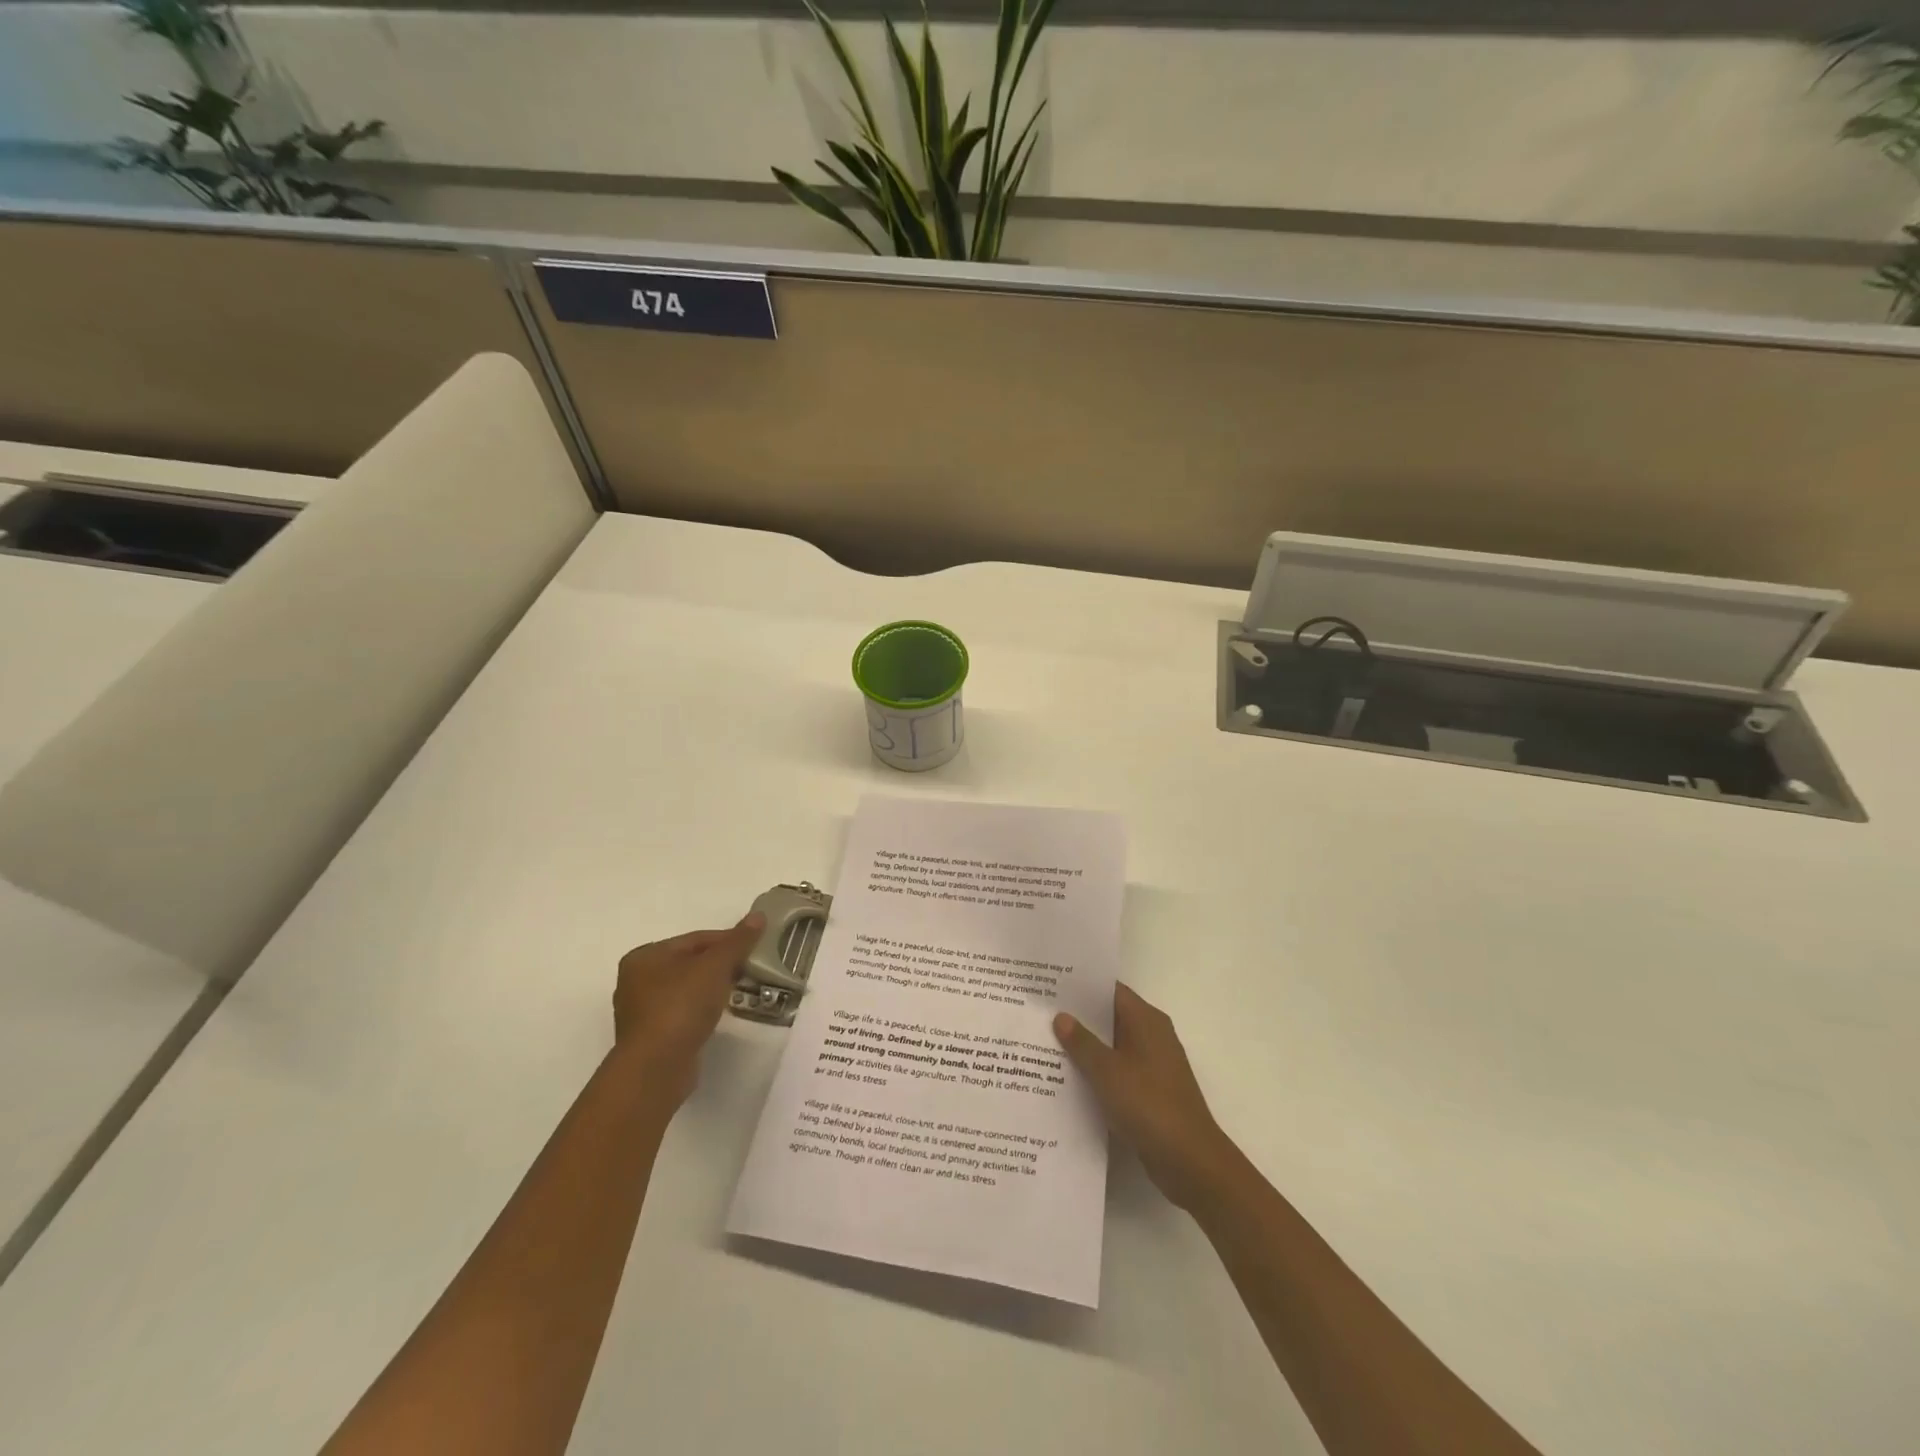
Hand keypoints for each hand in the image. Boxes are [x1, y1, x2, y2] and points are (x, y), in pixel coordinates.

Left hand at [612, 912, 764, 1103]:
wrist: (657, 1067)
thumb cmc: (681, 1006)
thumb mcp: (715, 966)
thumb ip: (737, 941)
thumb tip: (758, 916)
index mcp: (645, 956)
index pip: (695, 939)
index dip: (728, 941)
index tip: (753, 948)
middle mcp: (636, 981)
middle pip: (690, 963)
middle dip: (720, 965)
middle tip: (749, 969)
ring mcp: (641, 1012)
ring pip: (686, 989)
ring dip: (712, 989)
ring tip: (739, 992)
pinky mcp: (651, 1037)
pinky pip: (682, 1013)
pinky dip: (701, 1010)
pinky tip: (718, 1015)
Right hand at [1054, 984, 1237, 1211]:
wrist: (1190, 1162)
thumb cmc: (1150, 1105)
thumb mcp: (1108, 1071)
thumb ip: (1082, 1042)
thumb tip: (1061, 1016)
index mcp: (1146, 1020)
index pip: (1110, 990)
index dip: (1080, 986)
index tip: (1049, 984)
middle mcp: (1151, 1036)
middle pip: (1109, 1017)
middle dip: (1076, 1017)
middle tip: (1038, 1013)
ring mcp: (1151, 1065)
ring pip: (1111, 1047)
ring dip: (1084, 1047)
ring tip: (1042, 1043)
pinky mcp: (1149, 1092)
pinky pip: (1116, 1072)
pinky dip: (1095, 1072)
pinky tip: (1065, 1079)